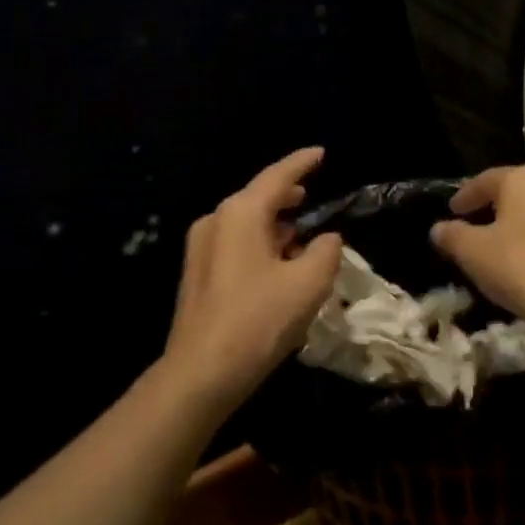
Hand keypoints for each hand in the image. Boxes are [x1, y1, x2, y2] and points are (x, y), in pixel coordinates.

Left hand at [161, 147, 342, 412]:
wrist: (203, 371)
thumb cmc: (259, 320)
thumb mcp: (309, 283)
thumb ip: (326, 251)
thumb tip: (326, 239)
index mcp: (240, 214)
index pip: (277, 177)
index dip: (302, 163)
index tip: (321, 153)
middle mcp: (215, 222)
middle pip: (257, 198)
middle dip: (287, 196)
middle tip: (312, 194)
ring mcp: (201, 249)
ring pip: (246, 223)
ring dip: (275, 225)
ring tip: (301, 232)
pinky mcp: (198, 274)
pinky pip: (236, 245)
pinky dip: (260, 244)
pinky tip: (279, 263)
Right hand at [429, 165, 524, 329]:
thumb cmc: (517, 265)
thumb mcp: (471, 251)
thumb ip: (452, 235)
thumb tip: (439, 228)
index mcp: (523, 180)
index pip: (486, 180)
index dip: (464, 195)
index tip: (451, 211)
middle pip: (513, 194)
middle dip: (490, 208)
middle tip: (470, 224)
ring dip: (511, 227)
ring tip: (492, 247)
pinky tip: (518, 264)